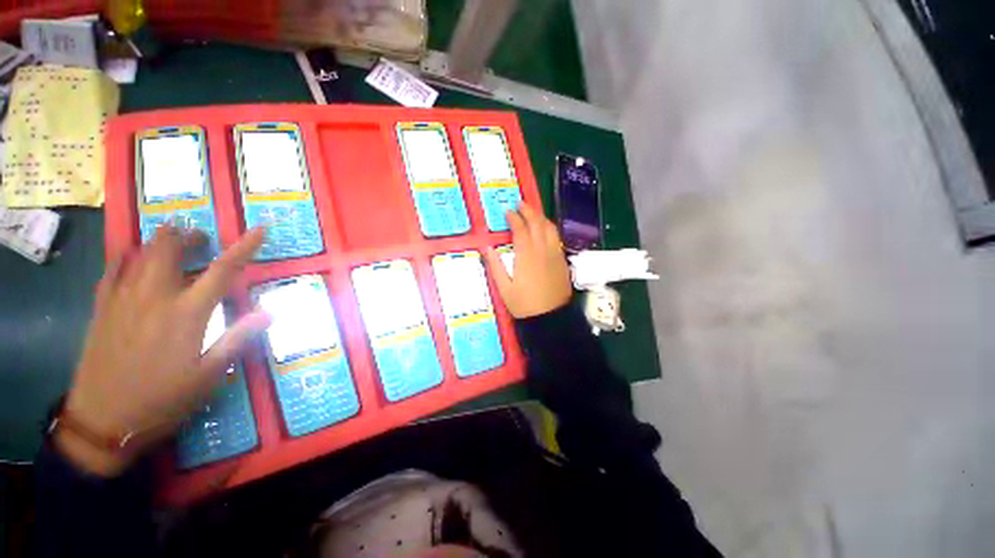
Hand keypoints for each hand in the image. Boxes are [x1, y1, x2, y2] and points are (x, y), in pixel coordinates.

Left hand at [58, 227, 269, 475]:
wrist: (103, 421)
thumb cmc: (162, 400)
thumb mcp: (209, 375)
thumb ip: (238, 339)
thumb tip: (270, 312)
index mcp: (187, 313)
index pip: (223, 270)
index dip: (245, 247)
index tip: (260, 230)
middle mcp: (154, 297)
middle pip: (170, 249)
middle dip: (189, 238)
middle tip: (202, 243)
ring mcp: (123, 299)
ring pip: (141, 253)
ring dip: (161, 243)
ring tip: (174, 247)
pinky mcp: (102, 308)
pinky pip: (113, 270)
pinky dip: (127, 258)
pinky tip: (132, 260)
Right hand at [485, 202, 571, 317]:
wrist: (550, 318)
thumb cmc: (524, 305)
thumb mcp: (504, 288)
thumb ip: (495, 266)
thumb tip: (486, 247)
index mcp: (526, 256)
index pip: (521, 229)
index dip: (514, 218)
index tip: (508, 212)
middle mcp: (542, 250)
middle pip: (537, 223)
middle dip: (529, 211)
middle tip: (520, 204)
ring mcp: (555, 254)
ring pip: (550, 228)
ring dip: (541, 217)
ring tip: (532, 213)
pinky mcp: (562, 260)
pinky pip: (556, 238)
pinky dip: (549, 229)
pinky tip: (544, 230)